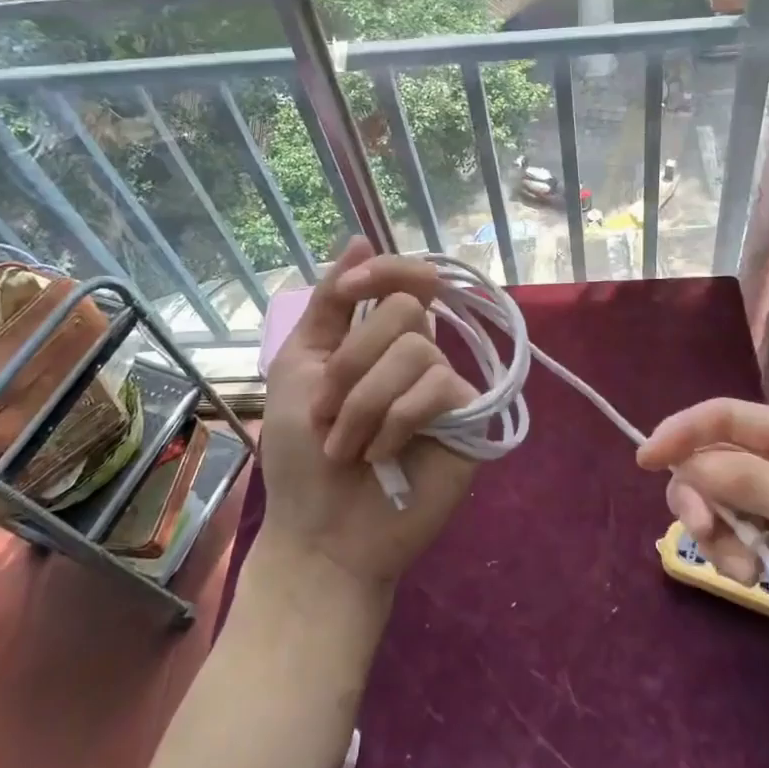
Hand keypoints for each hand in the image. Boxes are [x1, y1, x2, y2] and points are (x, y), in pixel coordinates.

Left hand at [258, 238, 477, 593]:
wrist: (320, 531)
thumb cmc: (301, 453)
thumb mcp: (299, 365)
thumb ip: (329, 304)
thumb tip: (360, 236)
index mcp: (381, 338)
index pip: (406, 277)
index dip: (382, 271)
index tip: (346, 295)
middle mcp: (419, 354)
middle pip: (405, 310)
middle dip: (351, 363)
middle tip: (326, 413)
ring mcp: (446, 386)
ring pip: (415, 351)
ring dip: (363, 403)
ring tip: (348, 446)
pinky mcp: (468, 420)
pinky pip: (437, 389)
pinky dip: (395, 421)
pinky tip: (383, 454)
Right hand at [638, 399, 768, 686]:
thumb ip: (751, 484)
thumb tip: (687, 463)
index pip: (723, 417)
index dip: (679, 432)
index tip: (644, 461)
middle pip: (713, 463)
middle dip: (701, 499)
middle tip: (708, 539)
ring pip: (721, 504)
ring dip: (720, 537)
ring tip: (751, 575)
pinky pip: (741, 538)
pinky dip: (738, 557)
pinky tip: (764, 583)